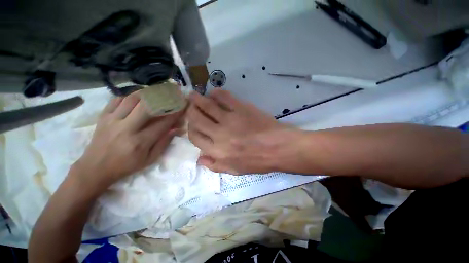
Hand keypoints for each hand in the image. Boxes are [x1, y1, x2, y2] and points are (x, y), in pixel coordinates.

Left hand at [73, 91, 183, 190]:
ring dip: (147, 94)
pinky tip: (136, 98)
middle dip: (163, 99)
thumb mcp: (150, 159)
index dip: (175, 113)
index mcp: (140, 142)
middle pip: (147, 107)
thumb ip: (164, 142)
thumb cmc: (126, 166)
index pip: (163, 123)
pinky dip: (129, 96)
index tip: (183, 106)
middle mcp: (127, 128)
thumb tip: (177, 129)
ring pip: (131, 99)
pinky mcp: (102, 117)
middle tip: (171, 94)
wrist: (95, 168)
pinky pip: (116, 100)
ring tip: (156, 93)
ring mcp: (112, 121)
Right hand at [187, 89, 300, 174]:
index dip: (191, 129)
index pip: (195, 137)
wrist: (278, 148)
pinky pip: (225, 97)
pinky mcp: (242, 108)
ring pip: (207, 106)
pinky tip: (213, 93)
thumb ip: (215, 165)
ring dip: (198, 99)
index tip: (193, 125)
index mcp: (218, 151)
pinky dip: (216, 93)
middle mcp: (220, 135)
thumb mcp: (235, 170)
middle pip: (197, 119)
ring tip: (194, 95)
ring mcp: (231, 120)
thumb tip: (199, 158)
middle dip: (190, 111)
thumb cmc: (258, 161)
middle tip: (190, 106)